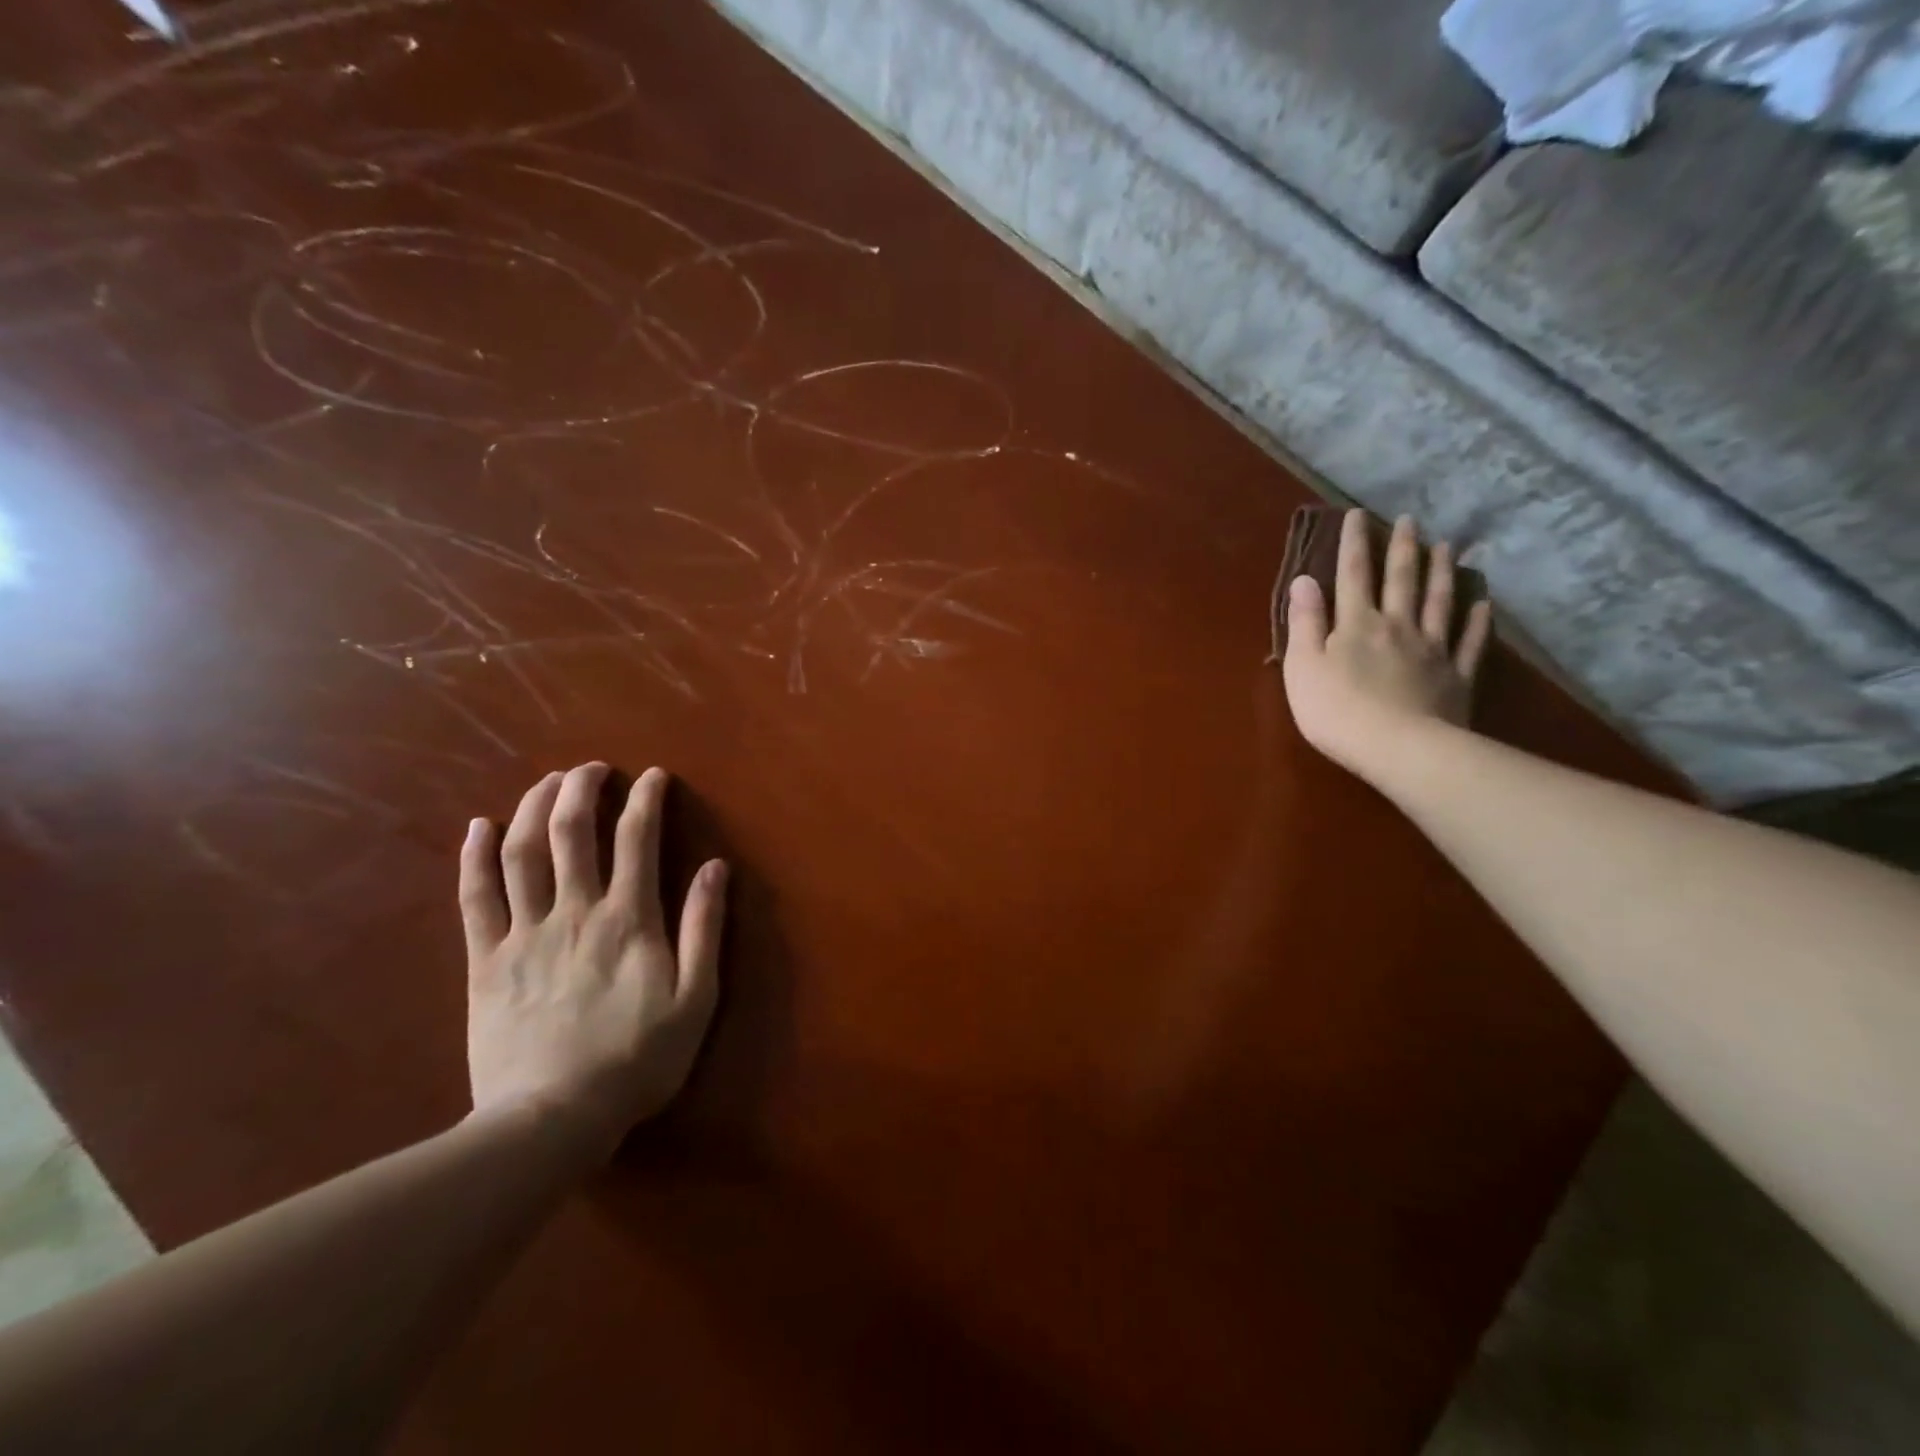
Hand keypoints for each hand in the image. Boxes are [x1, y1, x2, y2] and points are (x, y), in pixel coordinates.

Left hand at [459, 763, 727, 1155]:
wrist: (551, 1120)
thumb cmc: (636, 1060)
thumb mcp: (695, 998)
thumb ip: (704, 927)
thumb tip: (715, 866)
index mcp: (628, 919)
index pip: (637, 839)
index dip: (646, 799)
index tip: (653, 776)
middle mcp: (574, 911)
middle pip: (572, 831)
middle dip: (582, 788)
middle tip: (593, 768)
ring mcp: (524, 933)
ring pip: (522, 852)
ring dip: (533, 807)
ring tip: (547, 782)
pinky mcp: (485, 960)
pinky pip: (475, 897)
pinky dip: (474, 856)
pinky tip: (478, 826)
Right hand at [1282, 510, 1492, 780]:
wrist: (1399, 748)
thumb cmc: (1337, 710)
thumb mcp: (1303, 666)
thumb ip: (1304, 622)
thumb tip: (1304, 580)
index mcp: (1356, 624)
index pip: (1352, 575)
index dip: (1354, 543)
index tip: (1357, 515)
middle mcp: (1397, 626)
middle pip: (1401, 580)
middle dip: (1403, 548)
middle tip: (1410, 520)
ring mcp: (1432, 650)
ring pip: (1439, 602)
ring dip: (1442, 572)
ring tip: (1448, 546)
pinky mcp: (1457, 677)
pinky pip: (1471, 643)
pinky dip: (1479, 621)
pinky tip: (1484, 604)